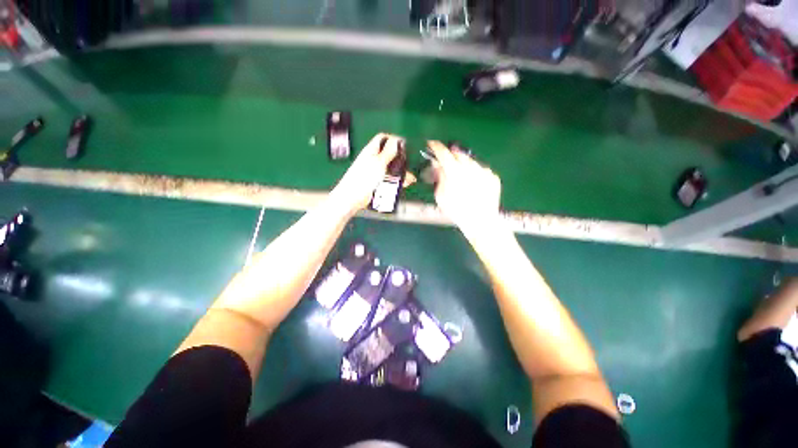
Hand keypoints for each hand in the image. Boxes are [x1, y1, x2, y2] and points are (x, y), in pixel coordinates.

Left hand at [331, 133, 401, 213]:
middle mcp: (373, 160)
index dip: (394, 139)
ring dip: (400, 171)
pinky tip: (403, 183)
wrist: (353, 199)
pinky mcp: (377, 183)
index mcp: (371, 151)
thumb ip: (388, 151)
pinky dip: (397, 180)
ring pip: (391, 168)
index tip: (405, 145)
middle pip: (389, 154)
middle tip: (408, 163)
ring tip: (409, 177)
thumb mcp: (379, 163)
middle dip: (400, 159)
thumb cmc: (362, 180)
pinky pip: (389, 179)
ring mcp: (375, 172)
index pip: (383, 138)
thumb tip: (397, 140)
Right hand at [428, 140, 501, 235]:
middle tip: (447, 162)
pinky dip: (476, 173)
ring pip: (471, 161)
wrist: (480, 221)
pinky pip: (481, 170)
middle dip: (451, 155)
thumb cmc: (456, 210)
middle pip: (458, 153)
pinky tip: (474, 184)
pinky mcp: (493, 177)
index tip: (432, 144)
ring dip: (464, 164)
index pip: (443, 152)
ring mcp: (484, 171)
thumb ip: (439, 177)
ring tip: (462, 177)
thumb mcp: (441, 196)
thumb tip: (438, 164)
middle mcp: (470, 167)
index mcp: (454, 171)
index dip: (436, 146)